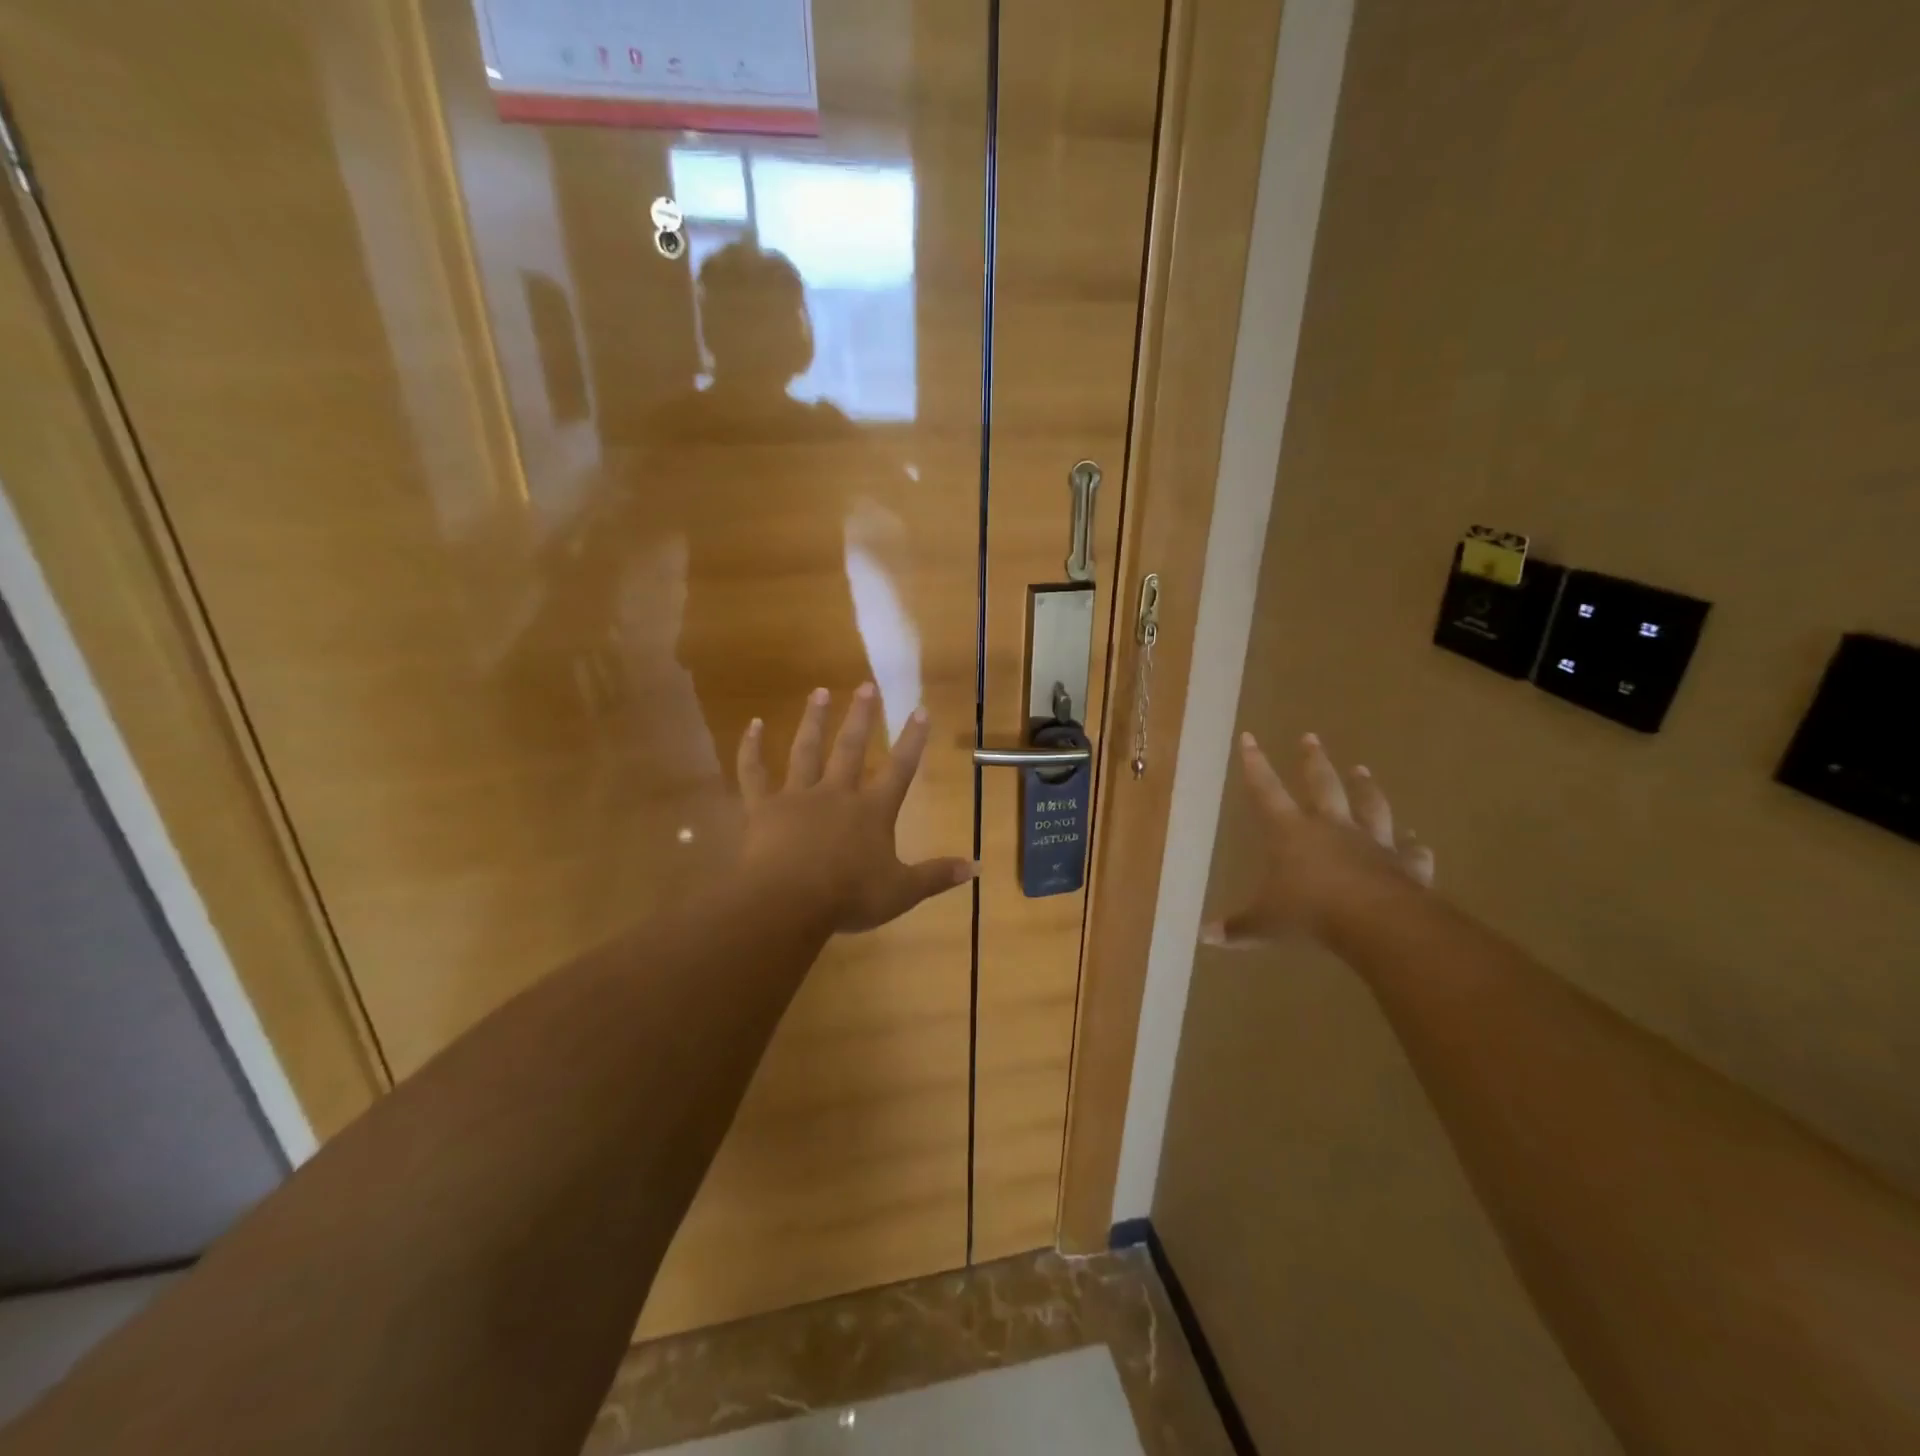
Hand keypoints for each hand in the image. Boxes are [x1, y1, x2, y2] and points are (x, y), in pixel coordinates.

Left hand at [737, 685, 978, 933]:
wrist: (788, 902)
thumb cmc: (848, 897)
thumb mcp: (901, 892)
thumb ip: (937, 876)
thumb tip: (977, 867)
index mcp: (872, 811)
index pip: (899, 768)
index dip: (912, 739)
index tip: (920, 709)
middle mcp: (836, 793)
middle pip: (850, 747)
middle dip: (861, 716)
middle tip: (866, 685)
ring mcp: (797, 797)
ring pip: (806, 750)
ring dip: (813, 720)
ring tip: (819, 692)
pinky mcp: (763, 808)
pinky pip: (754, 773)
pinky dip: (751, 749)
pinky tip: (752, 725)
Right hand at [1201, 731, 1433, 948]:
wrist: (1376, 923)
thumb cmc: (1309, 914)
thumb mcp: (1265, 924)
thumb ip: (1238, 927)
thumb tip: (1205, 936)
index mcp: (1290, 832)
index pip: (1265, 790)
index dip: (1255, 764)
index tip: (1249, 736)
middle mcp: (1331, 826)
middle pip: (1322, 784)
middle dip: (1312, 760)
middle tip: (1310, 737)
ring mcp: (1371, 842)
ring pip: (1369, 805)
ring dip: (1365, 787)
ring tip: (1363, 769)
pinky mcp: (1404, 864)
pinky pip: (1410, 850)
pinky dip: (1414, 845)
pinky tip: (1418, 840)